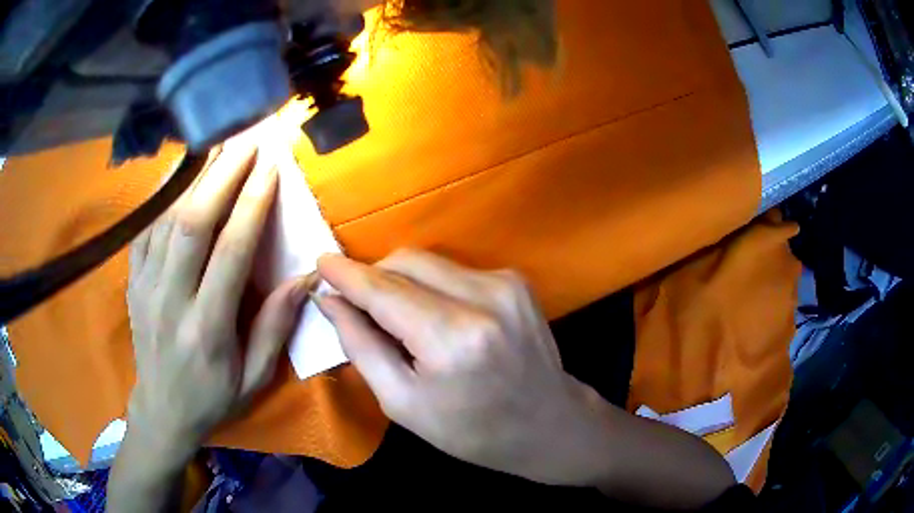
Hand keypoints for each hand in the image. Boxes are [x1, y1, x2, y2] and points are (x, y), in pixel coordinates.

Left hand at [126, 142, 314, 453]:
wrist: (161, 410)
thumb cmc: (213, 398)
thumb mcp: (254, 378)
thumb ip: (276, 327)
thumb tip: (306, 277)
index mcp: (206, 327)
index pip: (230, 252)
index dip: (252, 204)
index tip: (272, 168)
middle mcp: (171, 299)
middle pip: (193, 223)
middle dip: (222, 175)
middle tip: (247, 140)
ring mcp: (145, 287)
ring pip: (166, 219)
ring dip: (193, 176)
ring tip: (217, 145)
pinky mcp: (132, 282)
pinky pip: (144, 229)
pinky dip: (161, 196)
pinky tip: (177, 174)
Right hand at [315, 249, 612, 485]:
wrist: (548, 424)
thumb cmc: (472, 430)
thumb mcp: (403, 403)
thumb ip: (361, 346)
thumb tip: (330, 301)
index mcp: (452, 339)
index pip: (383, 290)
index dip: (346, 274)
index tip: (320, 262)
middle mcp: (483, 298)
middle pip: (405, 261)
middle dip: (373, 277)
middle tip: (359, 305)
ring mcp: (506, 283)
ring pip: (429, 261)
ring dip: (401, 281)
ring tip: (399, 319)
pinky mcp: (516, 280)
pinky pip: (454, 270)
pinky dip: (432, 286)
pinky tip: (436, 318)